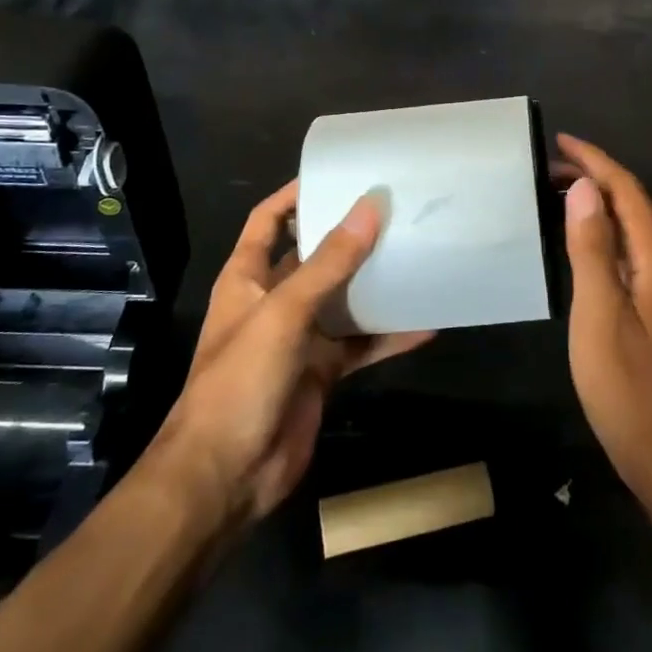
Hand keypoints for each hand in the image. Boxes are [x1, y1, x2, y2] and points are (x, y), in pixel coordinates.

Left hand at [143, 182, 431, 528]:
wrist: (225, 478)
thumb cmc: (240, 380)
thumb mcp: (283, 313)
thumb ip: (328, 263)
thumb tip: (370, 207)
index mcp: (248, 277)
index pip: (268, 220)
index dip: (295, 194)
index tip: (337, 173)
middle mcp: (273, 301)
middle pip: (313, 256)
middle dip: (348, 235)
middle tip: (394, 210)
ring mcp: (298, 338)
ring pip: (342, 299)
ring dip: (373, 283)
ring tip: (416, 254)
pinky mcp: (321, 372)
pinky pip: (359, 346)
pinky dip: (388, 336)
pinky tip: (425, 324)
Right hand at [558, 135, 651, 508]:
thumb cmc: (628, 388)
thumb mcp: (600, 315)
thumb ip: (592, 249)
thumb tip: (583, 189)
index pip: (628, 193)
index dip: (596, 162)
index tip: (561, 141)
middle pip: (632, 206)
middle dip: (594, 178)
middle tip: (545, 167)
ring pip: (629, 230)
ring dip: (595, 205)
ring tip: (554, 193)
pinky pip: (625, 254)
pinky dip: (599, 235)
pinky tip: (577, 243)